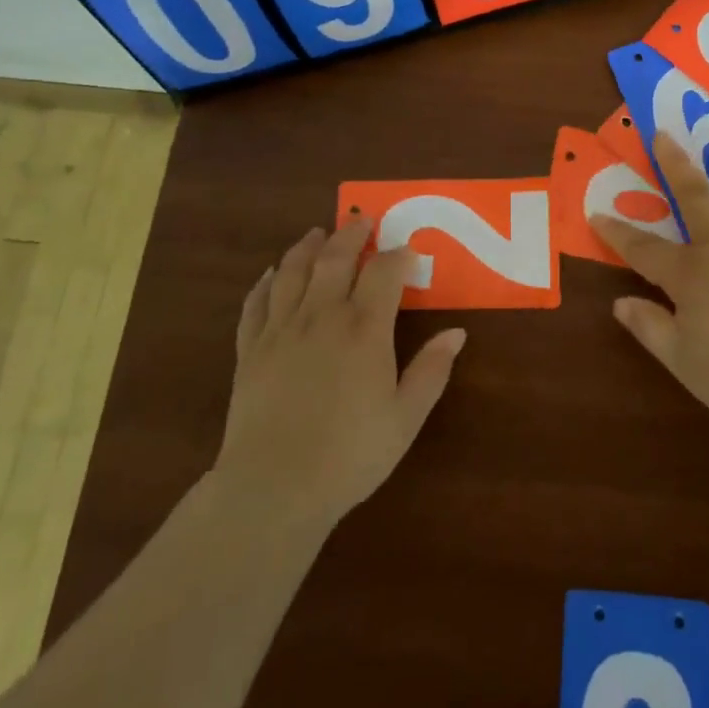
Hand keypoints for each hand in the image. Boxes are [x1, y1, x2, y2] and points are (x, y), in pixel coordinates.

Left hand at [214, 223, 464, 531]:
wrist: (273, 487)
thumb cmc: (349, 455)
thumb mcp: (405, 418)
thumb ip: (431, 371)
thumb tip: (457, 332)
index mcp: (364, 329)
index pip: (384, 272)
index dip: (398, 255)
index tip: (408, 250)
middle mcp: (322, 316)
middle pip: (335, 258)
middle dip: (352, 234)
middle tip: (361, 220)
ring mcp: (281, 329)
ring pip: (293, 271)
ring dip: (307, 246)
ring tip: (317, 233)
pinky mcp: (251, 349)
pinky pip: (257, 303)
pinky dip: (266, 282)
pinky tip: (272, 274)